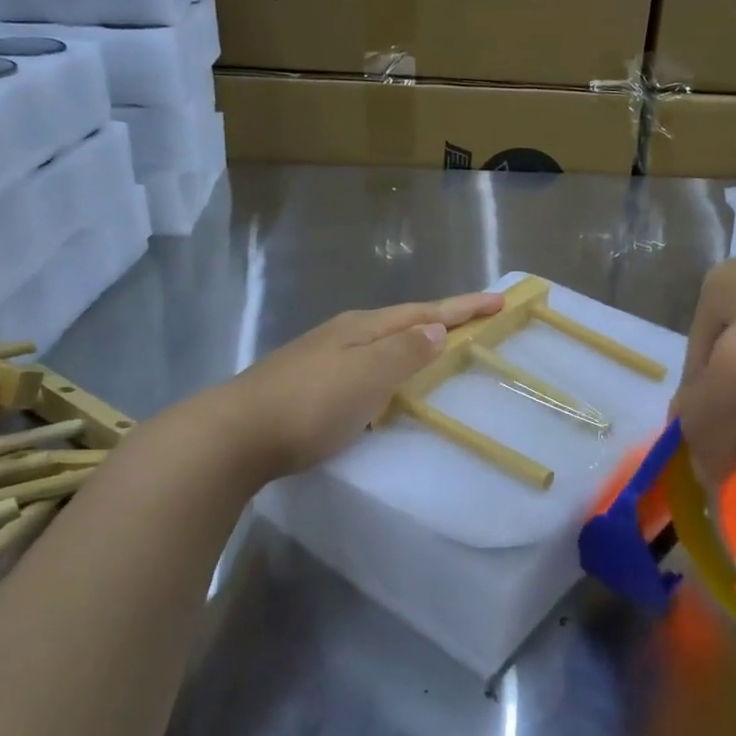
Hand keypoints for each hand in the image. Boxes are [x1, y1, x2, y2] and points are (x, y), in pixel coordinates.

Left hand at [206, 290, 506, 480]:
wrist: (235, 434)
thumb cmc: (310, 405)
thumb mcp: (366, 376)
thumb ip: (404, 351)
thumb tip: (436, 327)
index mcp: (363, 327)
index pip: (423, 312)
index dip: (462, 308)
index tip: (499, 301)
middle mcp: (344, 333)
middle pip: (402, 320)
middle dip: (441, 318)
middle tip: (476, 319)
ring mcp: (322, 355)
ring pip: (381, 341)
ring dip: (414, 339)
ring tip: (438, 344)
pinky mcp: (308, 381)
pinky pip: (365, 363)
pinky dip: (390, 364)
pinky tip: (386, 380)